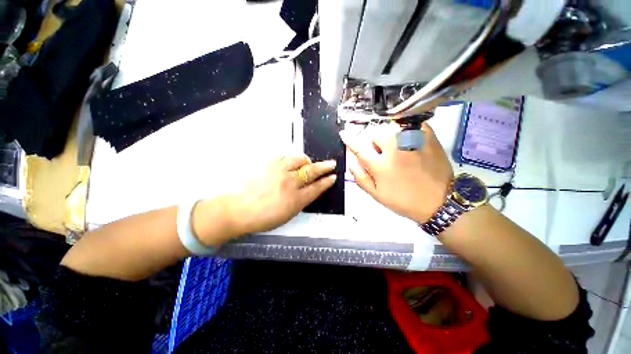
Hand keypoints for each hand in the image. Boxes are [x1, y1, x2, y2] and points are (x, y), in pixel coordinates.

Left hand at [218, 154, 336, 235]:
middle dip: (324, 167)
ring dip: (307, 161)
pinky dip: (292, 159)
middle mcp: (290, 183)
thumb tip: (308, 191)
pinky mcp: (268, 164)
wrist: (238, 209)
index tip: (332, 177)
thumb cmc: (263, 217)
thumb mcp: (288, 215)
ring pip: (299, 160)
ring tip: (307, 163)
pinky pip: (285, 157)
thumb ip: (301, 201)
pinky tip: (291, 163)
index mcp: (296, 200)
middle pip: (312, 171)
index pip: (316, 188)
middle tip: (331, 164)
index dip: (326, 182)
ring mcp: (279, 171)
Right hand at [340, 122, 452, 222]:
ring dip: (388, 135)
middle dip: (373, 140)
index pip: (359, 147)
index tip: (344, 133)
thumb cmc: (403, 201)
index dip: (349, 139)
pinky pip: (410, 124)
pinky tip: (408, 141)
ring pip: (391, 126)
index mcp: (381, 166)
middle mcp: (395, 149)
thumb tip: (350, 160)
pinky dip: (405, 129)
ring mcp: (413, 141)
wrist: (438, 202)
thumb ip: (360, 176)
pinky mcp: (428, 137)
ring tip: (395, 147)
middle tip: (380, 151)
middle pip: (375, 132)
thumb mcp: (376, 194)